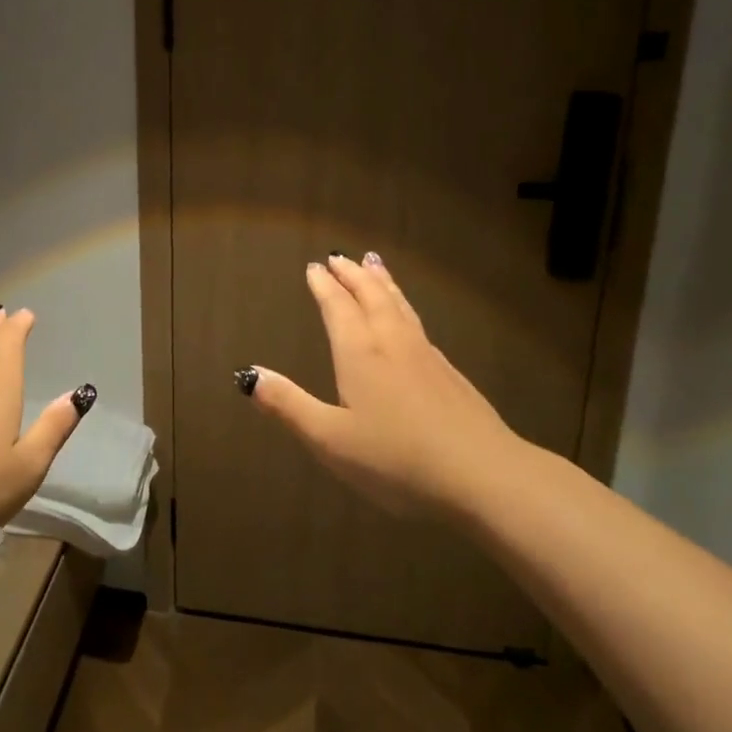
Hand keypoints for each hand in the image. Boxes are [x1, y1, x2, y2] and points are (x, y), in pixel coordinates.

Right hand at [240, 253, 527, 519]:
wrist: (483, 474)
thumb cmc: (397, 460)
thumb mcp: (330, 439)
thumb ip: (289, 405)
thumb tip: (248, 375)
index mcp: (360, 354)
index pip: (338, 307)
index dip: (324, 286)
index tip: (314, 267)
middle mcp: (392, 343)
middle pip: (371, 296)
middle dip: (352, 275)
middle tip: (340, 257)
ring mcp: (426, 356)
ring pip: (399, 306)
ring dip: (382, 282)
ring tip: (374, 264)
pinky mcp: (449, 373)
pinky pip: (417, 323)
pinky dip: (404, 306)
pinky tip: (407, 319)